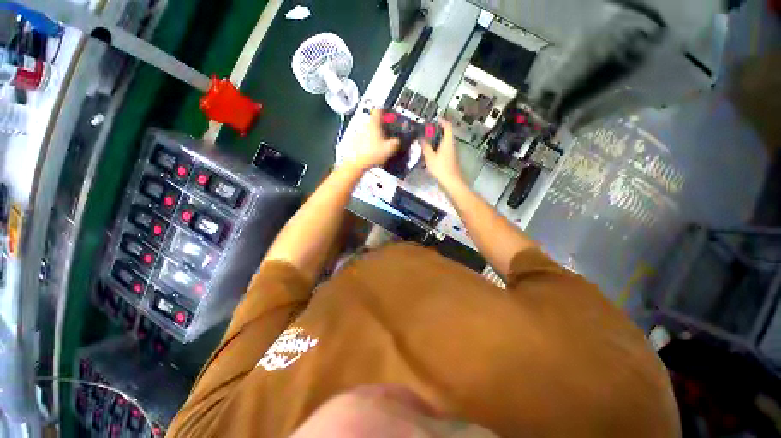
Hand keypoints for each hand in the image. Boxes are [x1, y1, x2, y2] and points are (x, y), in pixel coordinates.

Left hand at [343, 110, 399, 171]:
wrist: (355, 163)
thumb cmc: (371, 154)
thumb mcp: (390, 149)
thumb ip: (396, 142)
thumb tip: (398, 141)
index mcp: (373, 123)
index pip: (379, 110)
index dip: (385, 111)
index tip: (389, 115)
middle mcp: (364, 125)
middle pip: (374, 121)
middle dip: (381, 127)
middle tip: (387, 134)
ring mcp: (357, 133)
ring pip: (368, 130)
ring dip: (374, 135)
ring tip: (380, 145)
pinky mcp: (353, 142)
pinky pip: (363, 139)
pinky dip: (368, 143)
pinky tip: (372, 151)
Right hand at [421, 120, 463, 189]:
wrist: (452, 181)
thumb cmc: (441, 168)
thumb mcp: (430, 157)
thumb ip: (425, 147)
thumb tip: (421, 138)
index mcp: (448, 142)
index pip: (448, 126)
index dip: (442, 121)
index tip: (435, 119)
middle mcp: (452, 145)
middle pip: (446, 134)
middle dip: (437, 131)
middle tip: (427, 131)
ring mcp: (452, 152)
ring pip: (445, 142)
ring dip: (437, 140)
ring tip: (427, 141)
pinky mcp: (451, 159)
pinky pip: (444, 149)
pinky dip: (438, 148)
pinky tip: (431, 153)